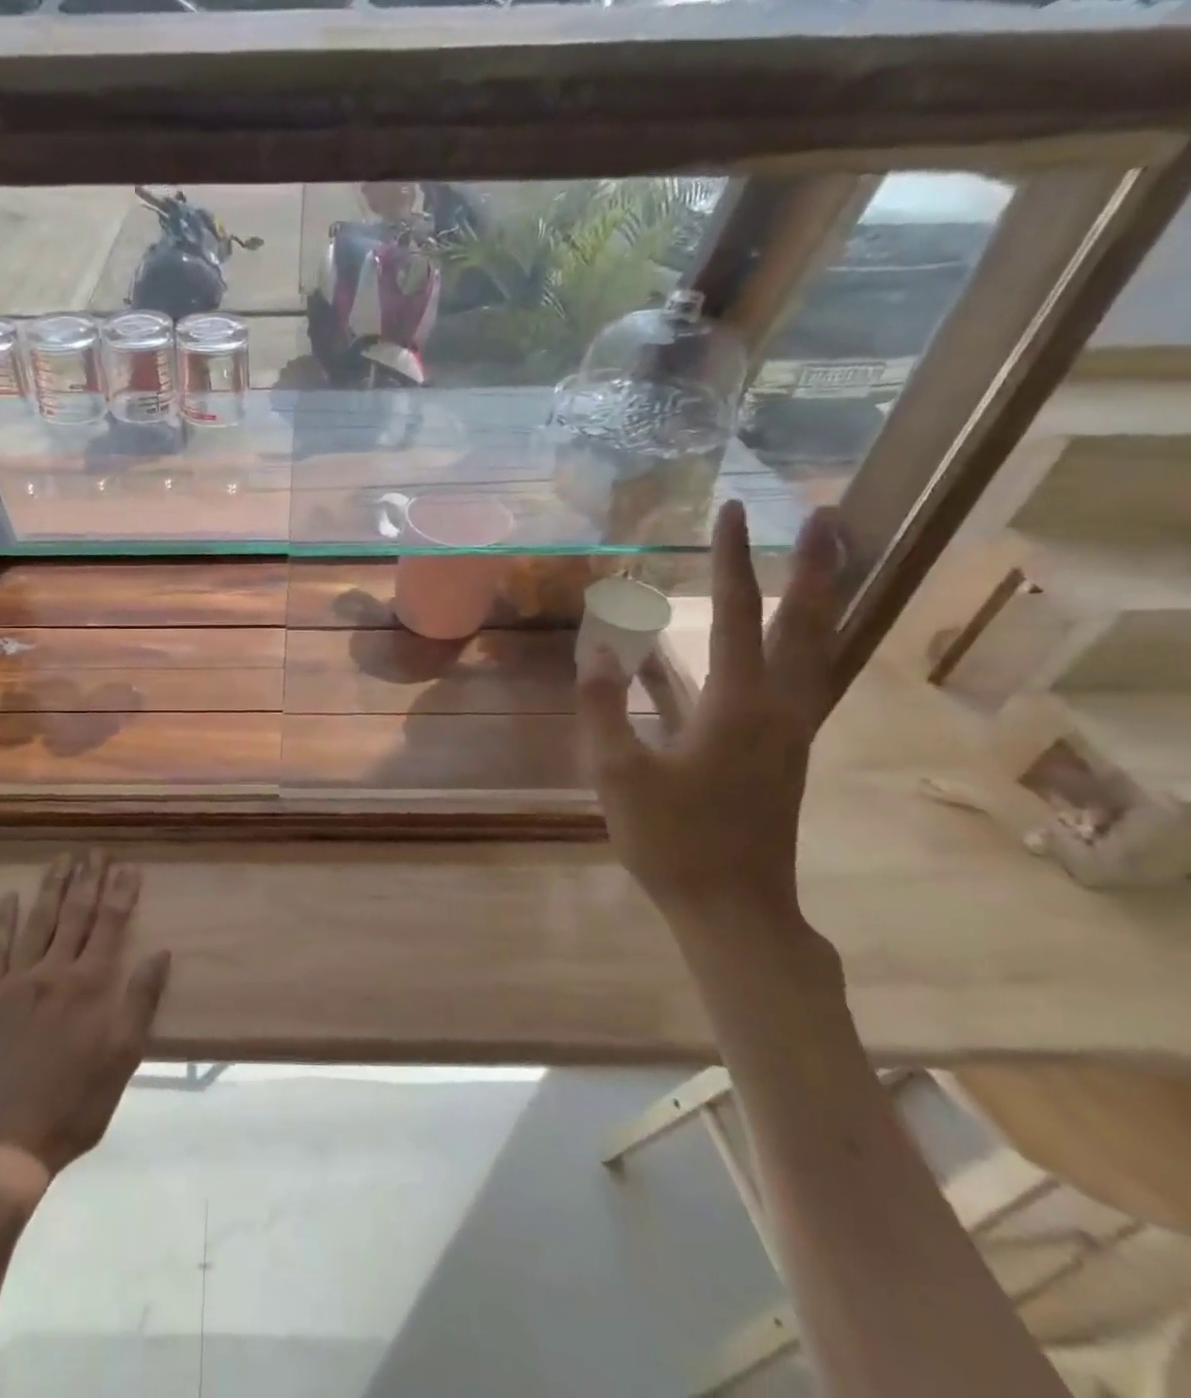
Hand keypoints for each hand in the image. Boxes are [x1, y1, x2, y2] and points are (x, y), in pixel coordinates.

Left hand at [0, 851, 170, 1181]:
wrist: (0, 1146)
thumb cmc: (72, 1106)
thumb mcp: (121, 1061)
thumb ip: (139, 1002)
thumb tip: (160, 953)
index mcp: (88, 987)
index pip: (110, 926)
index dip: (121, 893)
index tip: (128, 866)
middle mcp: (52, 973)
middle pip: (74, 915)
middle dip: (87, 879)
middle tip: (94, 850)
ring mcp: (13, 982)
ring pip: (37, 922)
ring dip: (52, 888)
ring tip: (62, 859)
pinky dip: (2, 920)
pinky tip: (9, 897)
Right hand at [578, 501, 842, 960]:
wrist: (733, 909)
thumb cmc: (672, 841)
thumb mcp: (618, 773)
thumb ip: (604, 705)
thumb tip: (594, 647)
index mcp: (739, 706)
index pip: (735, 614)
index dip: (732, 559)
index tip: (730, 510)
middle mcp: (779, 708)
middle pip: (808, 624)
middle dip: (815, 567)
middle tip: (824, 517)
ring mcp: (786, 732)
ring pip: (813, 653)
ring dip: (815, 604)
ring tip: (816, 566)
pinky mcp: (777, 754)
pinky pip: (786, 687)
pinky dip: (772, 655)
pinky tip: (728, 652)